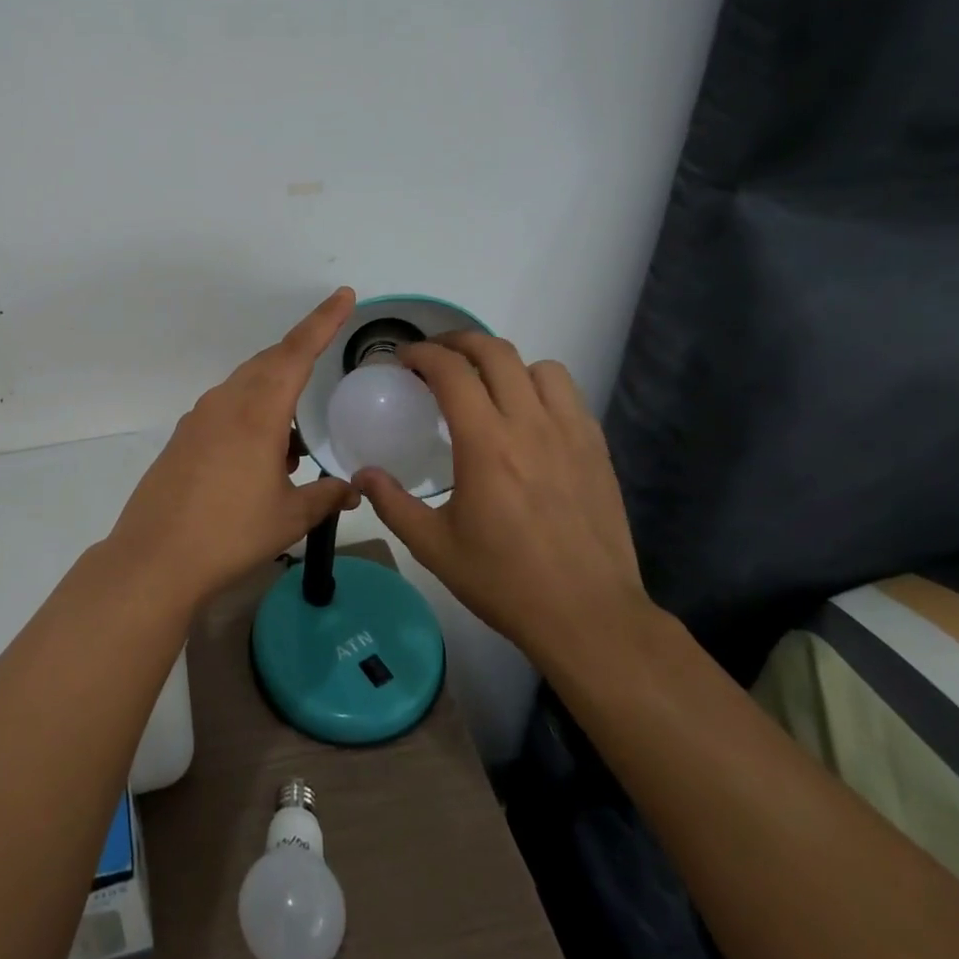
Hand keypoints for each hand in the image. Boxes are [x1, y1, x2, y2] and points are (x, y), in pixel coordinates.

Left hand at [108, 288, 360, 608]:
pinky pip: (227, 409)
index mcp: (258, 411)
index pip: (297, 352)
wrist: (156, 557)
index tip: (344, 295)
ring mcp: (200, 417)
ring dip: (275, 396)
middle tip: (326, 358)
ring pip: (246, 386)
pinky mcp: (184, 436)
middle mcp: (227, 402)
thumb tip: (352, 490)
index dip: (323, 321)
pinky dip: (252, 417)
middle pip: (270, 362)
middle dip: (300, 356)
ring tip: (295, 442)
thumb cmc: (231, 533)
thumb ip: (326, 497)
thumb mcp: (289, 516)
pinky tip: (262, 456)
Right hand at [353, 333, 652, 678]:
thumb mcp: (434, 547)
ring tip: (487, 386)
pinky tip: (528, 418)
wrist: (588, 616)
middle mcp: (529, 425)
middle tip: (436, 357)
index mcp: (485, 444)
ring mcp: (570, 433)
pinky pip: (569, 395)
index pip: (451, 371)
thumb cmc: (505, 581)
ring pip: (539, 367)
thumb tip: (361, 473)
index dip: (422, 353)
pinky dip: (541, 388)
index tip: (404, 359)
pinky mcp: (597, 449)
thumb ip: (392, 503)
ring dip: (505, 365)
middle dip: (458, 342)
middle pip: (495, 352)